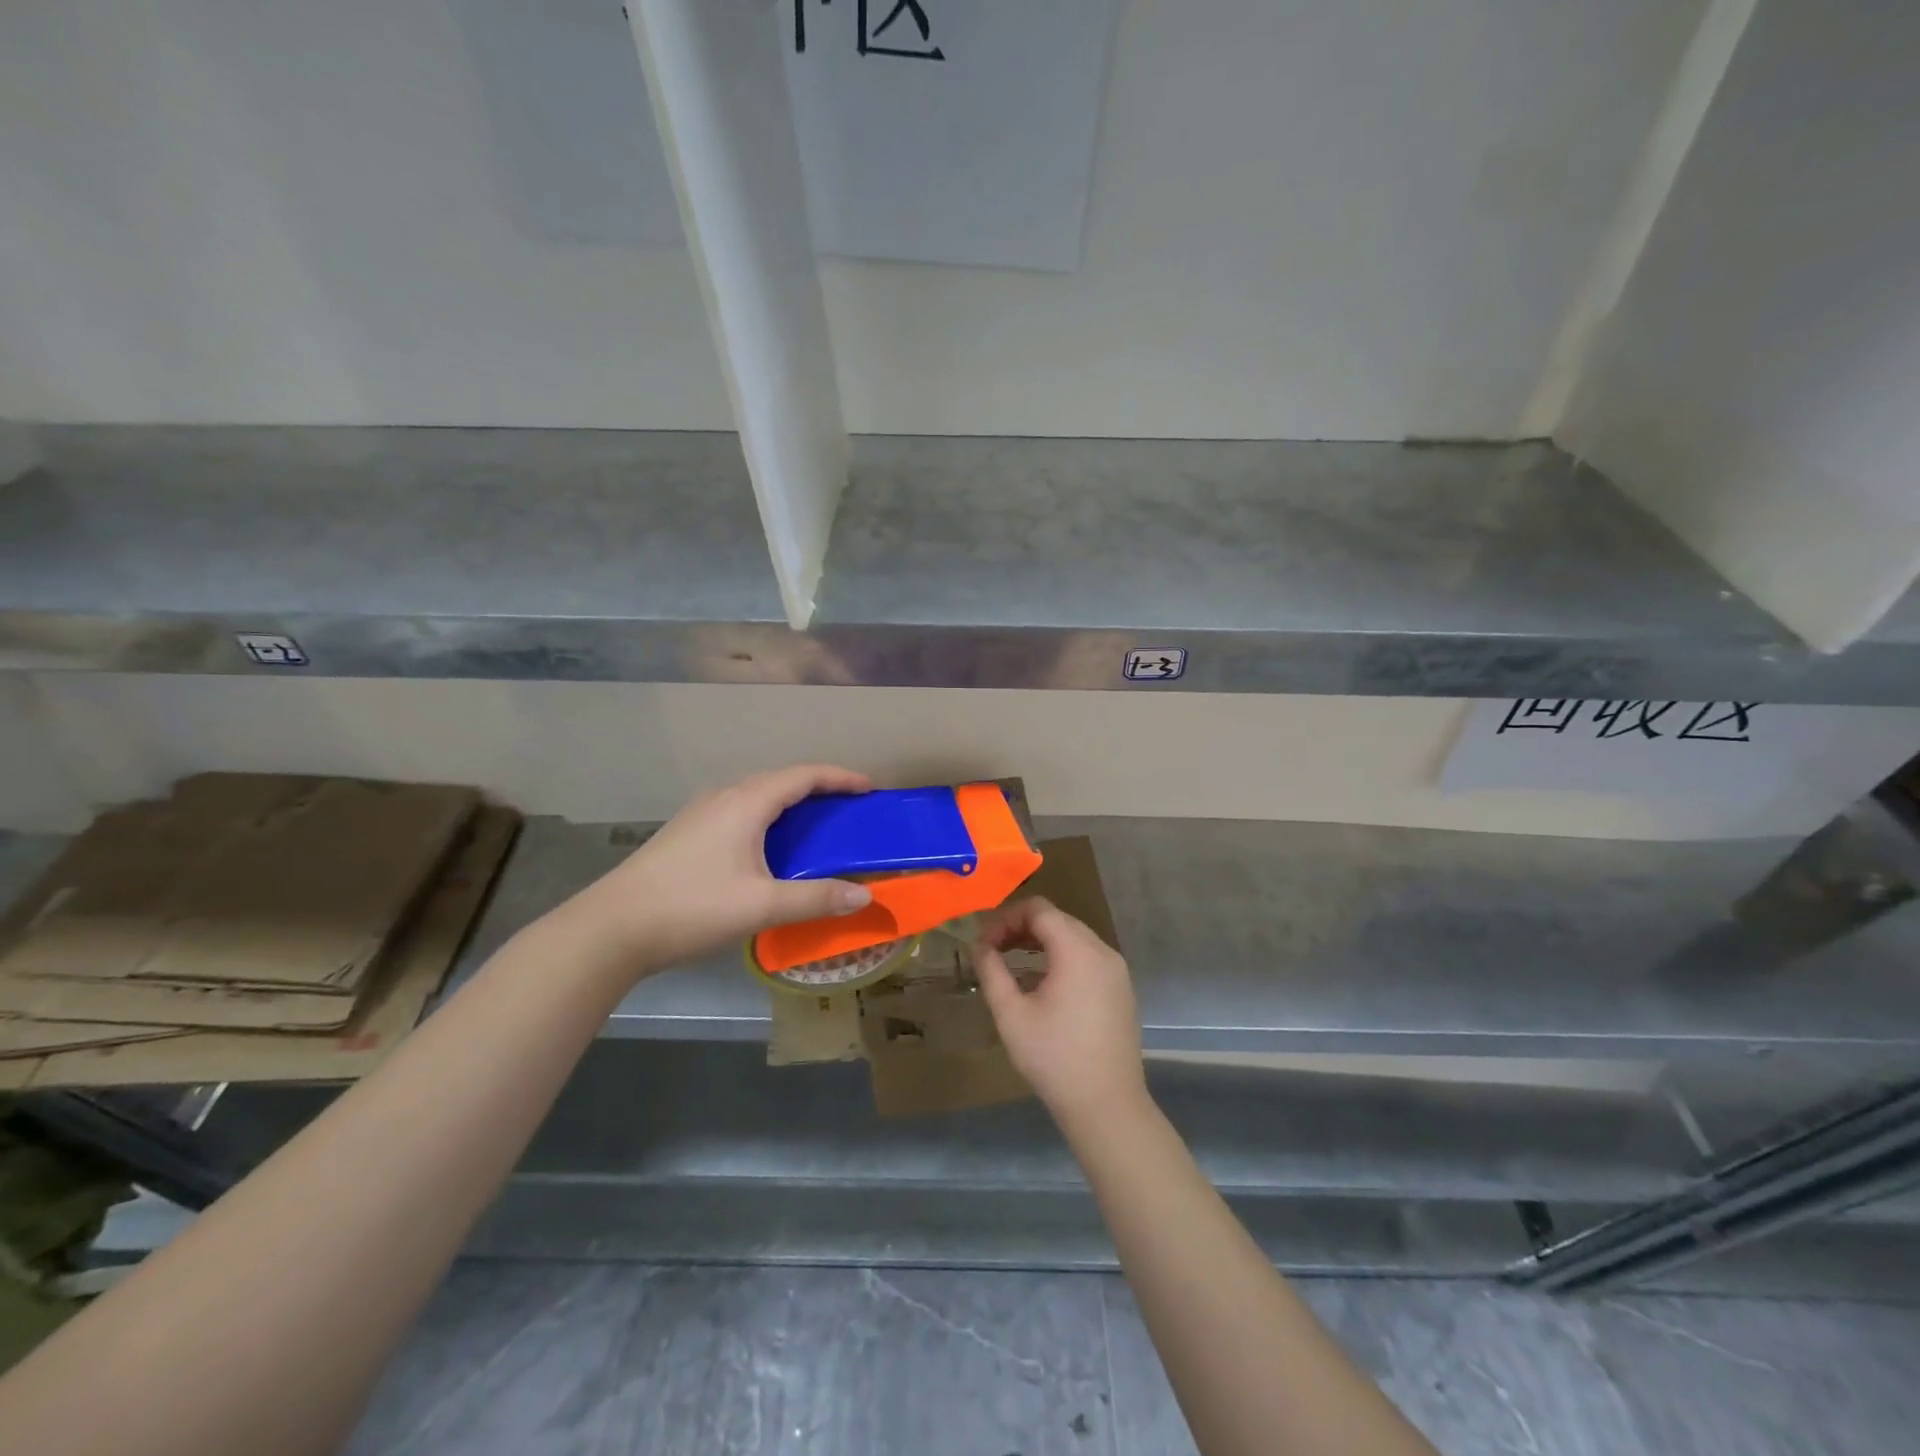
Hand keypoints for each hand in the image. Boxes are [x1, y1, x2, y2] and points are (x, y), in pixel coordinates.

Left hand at [558, 764, 875, 980]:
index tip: (870, 788)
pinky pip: (740, 810)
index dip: (840, 777)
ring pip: (757, 794)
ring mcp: (701, 812)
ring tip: (815, 825)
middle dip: (819, 788)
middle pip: (781, 780)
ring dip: (791, 803)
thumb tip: (865, 895)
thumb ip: (816, 899)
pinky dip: (768, 817)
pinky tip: (769, 847)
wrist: (612, 927)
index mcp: (746, 802)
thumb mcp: (761, 906)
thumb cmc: (692, 908)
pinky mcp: (687, 831)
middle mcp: (724, 796)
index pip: (804, 775)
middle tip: (848, 809)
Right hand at [974, 897, 1148, 1129]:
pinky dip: (1062, 957)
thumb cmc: (1054, 1058)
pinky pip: (1087, 957)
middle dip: (1021, 927)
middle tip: (993, 949)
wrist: (1107, 1106)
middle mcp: (1102, 951)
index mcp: (1077, 951)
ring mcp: (1116, 970)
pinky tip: (1041, 984)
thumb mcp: (1011, 1014)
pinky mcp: (1121, 989)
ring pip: (1073, 937)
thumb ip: (992, 971)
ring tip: (1012, 962)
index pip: (1039, 909)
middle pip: (1057, 919)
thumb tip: (979, 945)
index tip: (984, 942)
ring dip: (1041, 941)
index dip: (1006, 918)